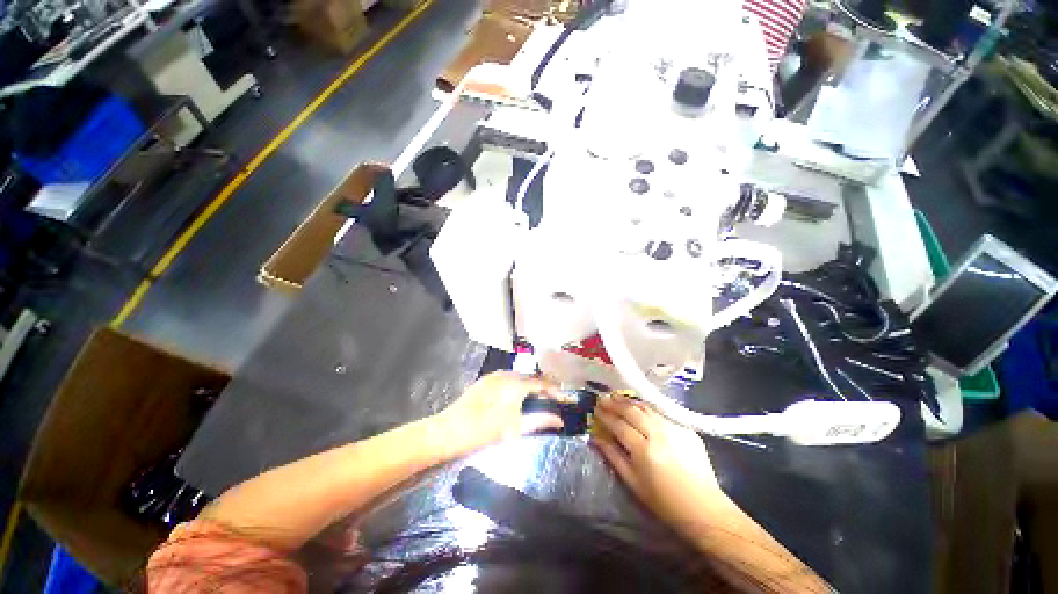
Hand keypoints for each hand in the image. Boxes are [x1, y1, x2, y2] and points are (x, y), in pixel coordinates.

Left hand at [434, 371, 564, 455]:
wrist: (447, 431)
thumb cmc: (481, 431)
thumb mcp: (512, 428)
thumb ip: (538, 421)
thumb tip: (559, 420)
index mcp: (514, 384)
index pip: (541, 383)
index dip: (554, 390)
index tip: (565, 399)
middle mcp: (506, 375)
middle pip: (531, 378)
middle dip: (543, 387)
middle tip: (553, 400)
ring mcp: (494, 376)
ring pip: (519, 377)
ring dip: (531, 386)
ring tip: (538, 399)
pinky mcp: (485, 381)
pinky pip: (508, 379)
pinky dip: (518, 385)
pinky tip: (518, 396)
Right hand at [592, 394, 728, 541]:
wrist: (704, 508)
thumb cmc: (664, 502)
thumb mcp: (633, 483)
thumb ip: (613, 456)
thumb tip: (596, 438)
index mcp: (644, 450)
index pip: (619, 425)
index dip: (605, 416)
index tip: (595, 409)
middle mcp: (659, 434)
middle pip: (632, 411)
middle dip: (615, 403)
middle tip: (603, 398)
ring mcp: (674, 429)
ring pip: (647, 407)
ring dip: (629, 401)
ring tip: (617, 397)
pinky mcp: (686, 428)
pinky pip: (661, 412)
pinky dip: (646, 407)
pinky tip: (638, 406)